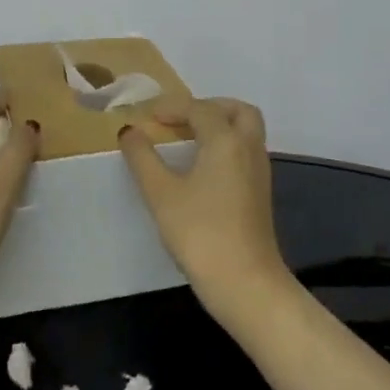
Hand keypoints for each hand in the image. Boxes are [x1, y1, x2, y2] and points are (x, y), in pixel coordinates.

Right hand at [119, 97, 289, 318]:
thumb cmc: (200, 232)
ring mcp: (259, 172)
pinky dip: (225, 146)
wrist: (244, 282)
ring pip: (246, 132)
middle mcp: (249, 149)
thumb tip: (130, 131)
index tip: (148, 116)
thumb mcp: (161, 193)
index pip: (200, 109)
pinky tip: (201, 168)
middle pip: (238, 111)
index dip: (172, 107)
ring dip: (219, 126)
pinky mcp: (260, 194)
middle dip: (210, 107)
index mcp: (226, 140)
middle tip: (181, 118)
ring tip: (186, 140)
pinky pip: (245, 153)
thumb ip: (142, 157)